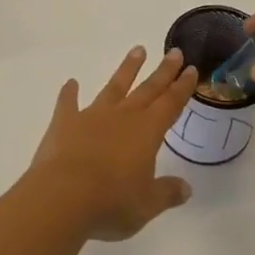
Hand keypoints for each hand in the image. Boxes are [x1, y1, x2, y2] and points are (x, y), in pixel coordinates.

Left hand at [27, 46, 198, 241]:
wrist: (63, 196)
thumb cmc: (111, 202)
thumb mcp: (147, 205)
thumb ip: (167, 193)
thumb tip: (187, 188)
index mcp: (147, 132)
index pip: (170, 104)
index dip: (182, 87)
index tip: (191, 69)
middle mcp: (123, 117)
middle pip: (147, 89)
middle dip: (163, 71)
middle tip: (174, 51)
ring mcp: (93, 116)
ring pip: (114, 87)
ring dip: (127, 69)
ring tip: (138, 50)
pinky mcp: (65, 123)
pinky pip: (68, 103)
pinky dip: (69, 93)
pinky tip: (71, 83)